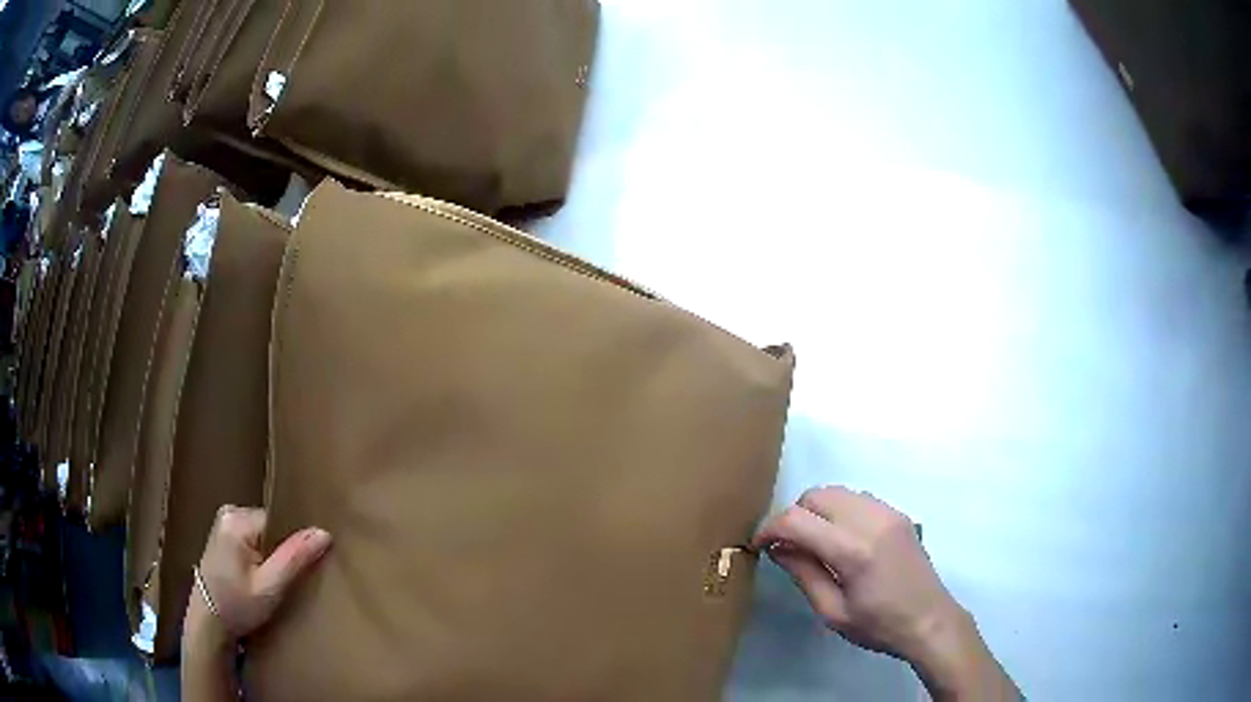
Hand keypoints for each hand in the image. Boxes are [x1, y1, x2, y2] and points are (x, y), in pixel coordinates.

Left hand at [191, 506, 331, 641]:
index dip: (293, 545)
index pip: (280, 522)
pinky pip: (252, 540)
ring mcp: (222, 524)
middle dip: (282, 551)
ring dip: (272, 556)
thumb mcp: (270, 587)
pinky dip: (260, 557)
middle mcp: (229, 513)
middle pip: (271, 527)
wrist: (208, 623)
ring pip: (263, 535)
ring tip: (275, 581)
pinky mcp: (221, 537)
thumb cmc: (237, 606)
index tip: (299, 570)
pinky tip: (261, 578)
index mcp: (238, 519)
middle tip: (286, 579)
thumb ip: (295, 558)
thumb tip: (324, 532)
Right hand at [754, 487, 1019, 700]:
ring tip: (812, 543)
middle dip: (793, 516)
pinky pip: (857, 498)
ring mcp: (887, 512)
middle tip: (786, 546)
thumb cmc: (879, 625)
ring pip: (836, 491)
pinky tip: (840, 539)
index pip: (797, 520)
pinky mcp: (897, 513)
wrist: (930, 620)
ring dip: (816, 511)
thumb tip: (777, 548)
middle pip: (816, 495)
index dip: (769, 528)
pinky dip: (838, 511)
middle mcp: (871, 520)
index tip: (758, 545)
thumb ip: (803, 574)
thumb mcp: (833, 612)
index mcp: (853, 550)